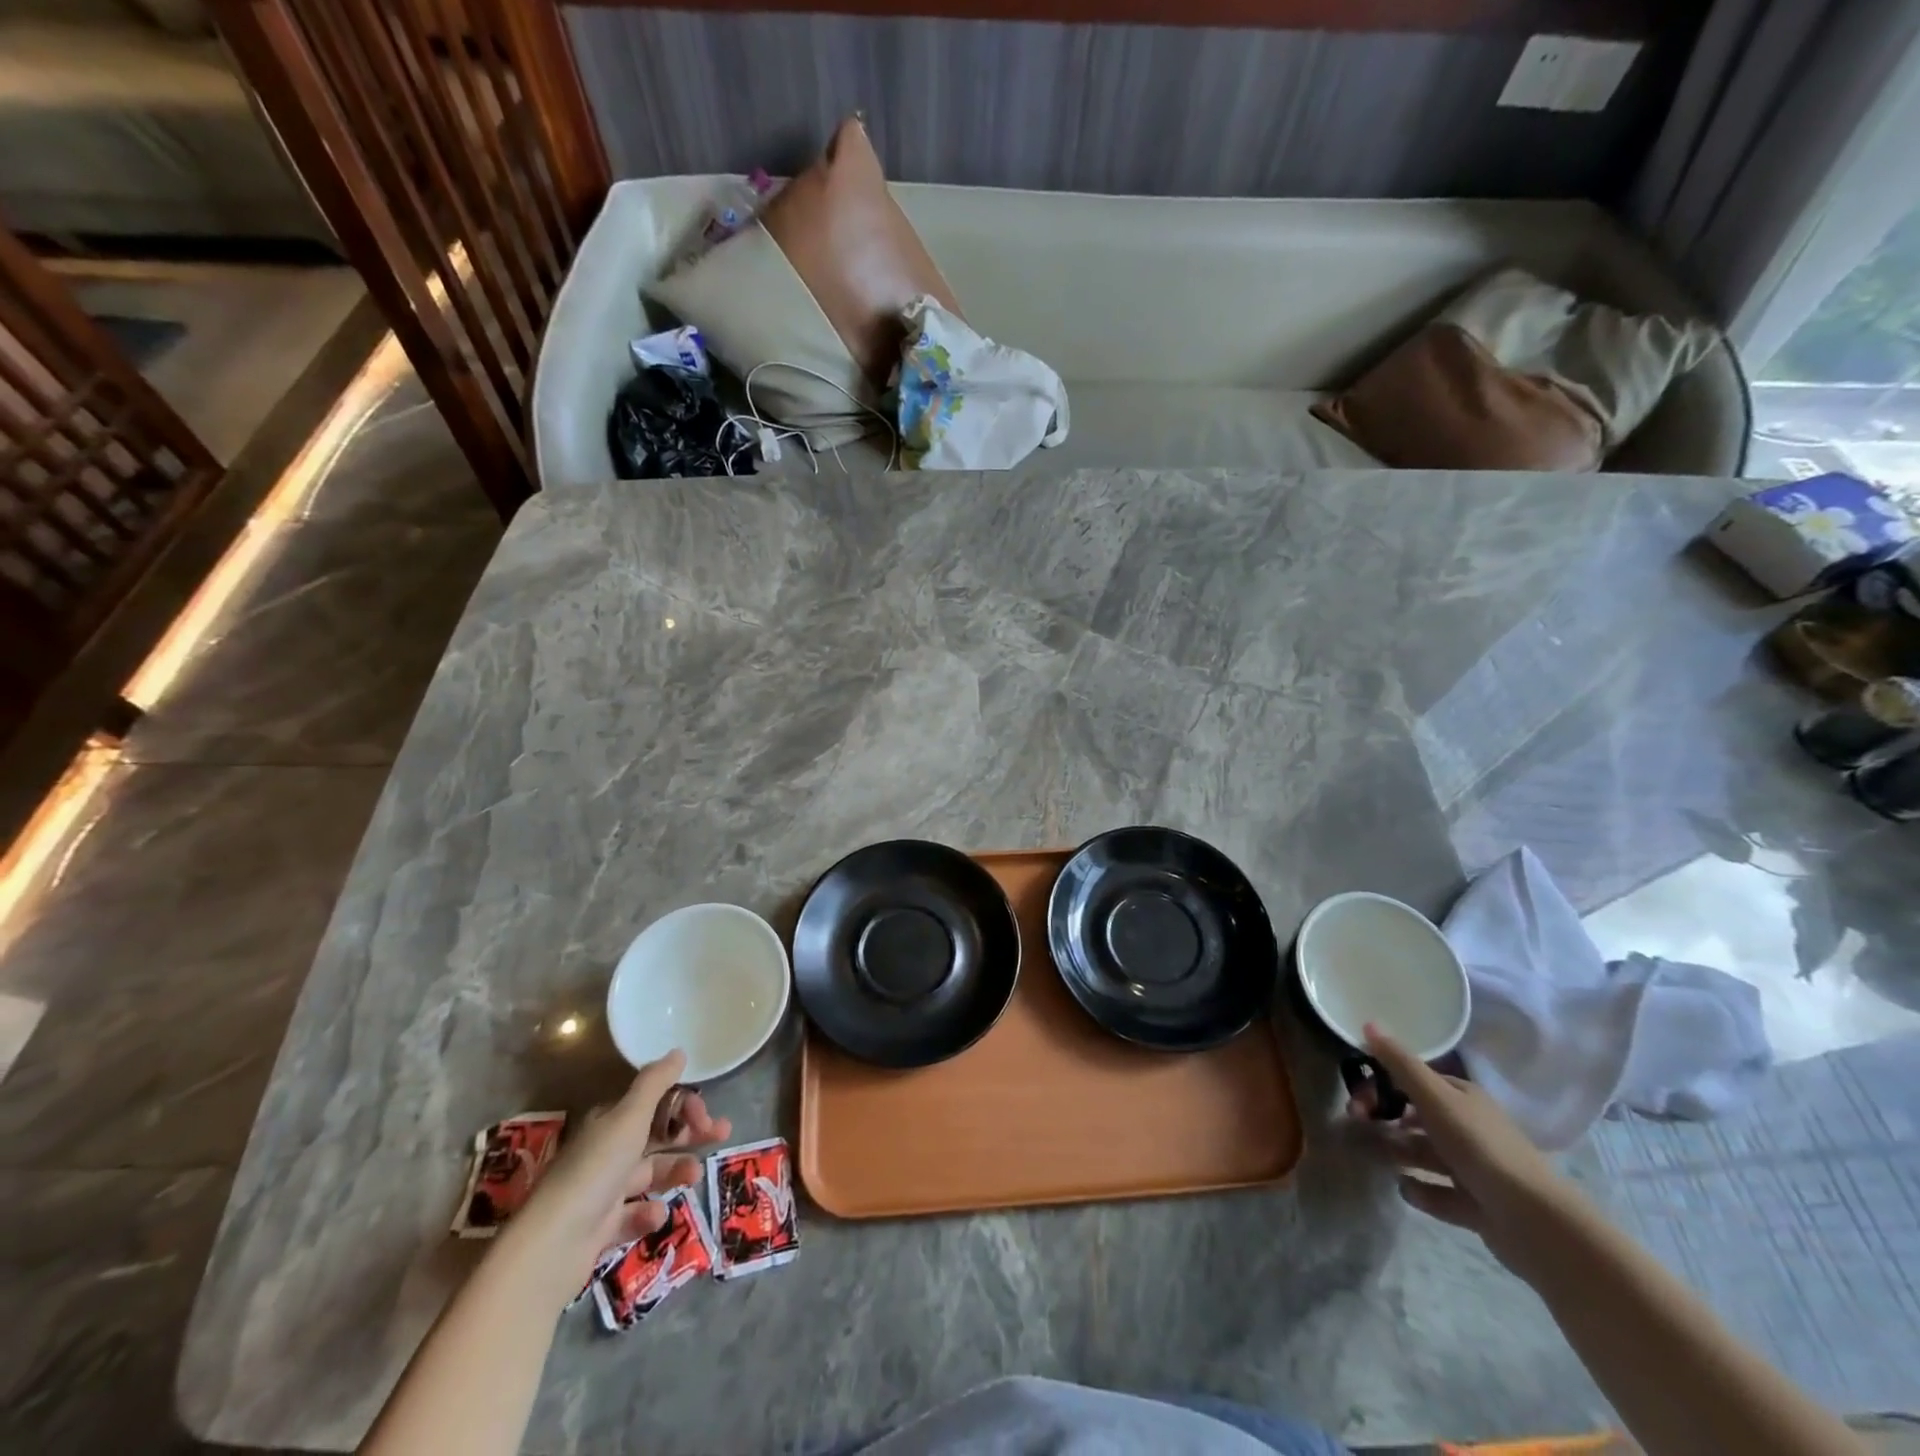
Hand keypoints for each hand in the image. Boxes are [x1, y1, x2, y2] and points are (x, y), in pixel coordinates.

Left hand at [508, 1049, 731, 1295]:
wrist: (551, 1247)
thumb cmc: (595, 1170)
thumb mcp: (629, 1118)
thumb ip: (656, 1083)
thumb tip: (678, 1052)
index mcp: (610, 1123)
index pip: (654, 1105)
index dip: (683, 1105)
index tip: (706, 1114)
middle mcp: (606, 1152)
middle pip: (657, 1137)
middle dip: (690, 1135)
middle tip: (723, 1134)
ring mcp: (602, 1192)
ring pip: (651, 1174)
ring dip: (677, 1171)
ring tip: (695, 1177)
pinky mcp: (600, 1229)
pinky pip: (634, 1214)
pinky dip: (648, 1212)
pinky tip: (655, 1213)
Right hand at [1348, 1023, 1572, 1277]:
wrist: (1532, 1219)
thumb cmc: (1478, 1145)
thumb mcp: (1434, 1096)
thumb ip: (1400, 1063)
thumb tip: (1368, 1022)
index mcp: (1463, 1098)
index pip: (1415, 1082)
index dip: (1383, 1085)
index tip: (1358, 1099)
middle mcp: (1469, 1128)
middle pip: (1417, 1118)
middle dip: (1386, 1119)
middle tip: (1359, 1125)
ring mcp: (1474, 1168)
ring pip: (1426, 1154)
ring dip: (1399, 1153)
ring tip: (1378, 1157)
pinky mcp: (1476, 1205)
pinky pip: (1439, 1193)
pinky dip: (1420, 1190)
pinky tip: (1405, 1188)